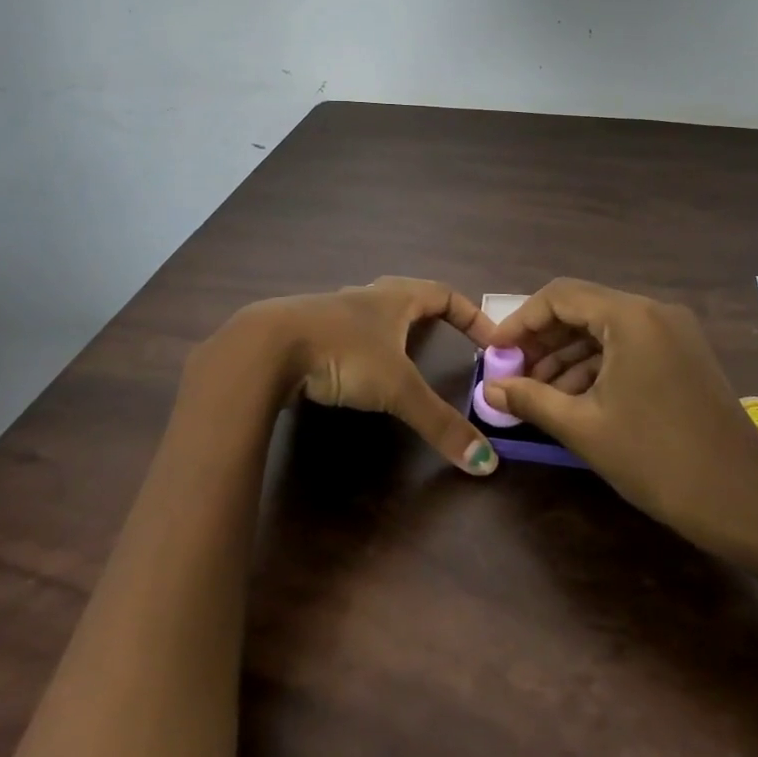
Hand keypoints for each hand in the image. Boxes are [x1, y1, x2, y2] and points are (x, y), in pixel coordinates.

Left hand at [198, 277, 501, 474]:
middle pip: (406, 295)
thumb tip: (486, 463)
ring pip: (370, 311)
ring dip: (390, 327)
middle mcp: (364, 298)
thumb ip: (439, 423)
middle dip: (430, 314)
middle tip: (447, 338)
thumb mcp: (397, 389)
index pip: (443, 293)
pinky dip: (357, 346)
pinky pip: (342, 332)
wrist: (267, 347)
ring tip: (402, 354)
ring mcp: (331, 311)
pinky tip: (351, 369)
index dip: (470, 314)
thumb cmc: (343, 353)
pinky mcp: (305, 331)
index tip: (490, 339)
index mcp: (393, 299)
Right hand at [484, 278, 757, 554]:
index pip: (560, 296)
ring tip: (536, 392)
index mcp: (631, 316)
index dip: (521, 321)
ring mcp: (674, 333)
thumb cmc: (657, 459)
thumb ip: (531, 398)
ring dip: (567, 356)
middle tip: (512, 372)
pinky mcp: (683, 356)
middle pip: (583, 309)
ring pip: (605, 330)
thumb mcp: (584, 427)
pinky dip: (597, 366)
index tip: (495, 352)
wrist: (744, 502)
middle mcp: (654, 311)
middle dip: (543, 340)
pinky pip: (628, 347)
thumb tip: (489, 387)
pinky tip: (573, 398)